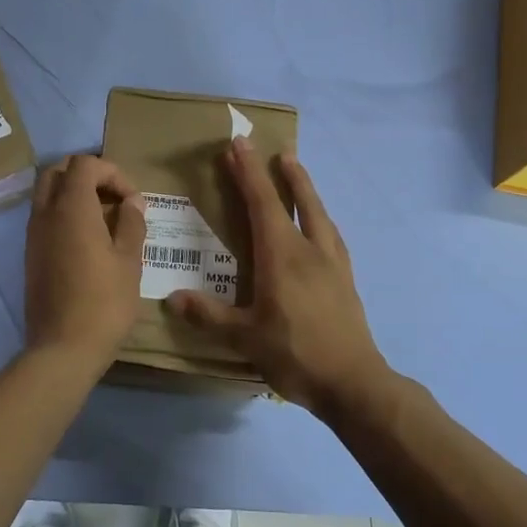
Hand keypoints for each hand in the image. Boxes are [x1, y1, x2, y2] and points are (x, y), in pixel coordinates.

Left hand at [24, 154, 146, 368]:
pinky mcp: (30, 255)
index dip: (112, 172)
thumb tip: (132, 202)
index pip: (85, 164)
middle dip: (87, 175)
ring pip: (47, 194)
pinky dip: (64, 214)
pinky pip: (44, 217)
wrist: (62, 349)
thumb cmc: (104, 303)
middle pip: (58, 171)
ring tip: (104, 219)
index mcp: (71, 208)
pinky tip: (88, 241)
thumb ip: (132, 224)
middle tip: (113, 199)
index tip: (132, 200)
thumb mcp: (130, 261)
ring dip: (74, 194)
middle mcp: (45, 214)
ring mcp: (33, 235)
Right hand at [173, 138, 393, 417]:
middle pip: (298, 200)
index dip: (248, 172)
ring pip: (320, 215)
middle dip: (283, 173)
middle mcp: (310, 250)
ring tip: (298, 173)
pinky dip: (321, 219)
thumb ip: (209, 316)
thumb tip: (172, 299)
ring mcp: (333, 264)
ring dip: (307, 190)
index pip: (262, 203)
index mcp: (282, 256)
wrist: (354, 383)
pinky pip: (332, 236)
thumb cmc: (295, 354)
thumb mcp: (245, 338)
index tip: (239, 144)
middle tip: (275, 150)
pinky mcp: (346, 280)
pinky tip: (322, 227)